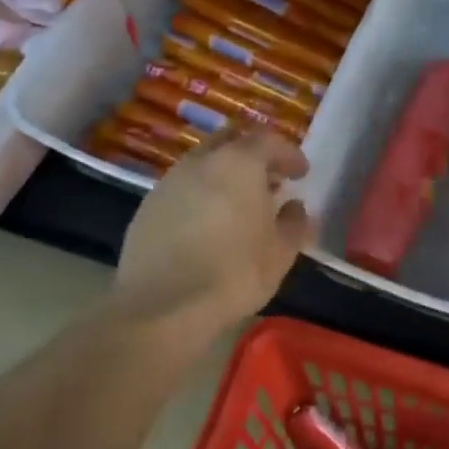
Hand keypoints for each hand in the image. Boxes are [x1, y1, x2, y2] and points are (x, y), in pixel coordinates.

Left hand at [117, 127, 313, 332]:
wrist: (163, 306)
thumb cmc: (234, 273)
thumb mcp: (281, 253)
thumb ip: (294, 223)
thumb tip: (294, 207)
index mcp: (238, 164)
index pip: (268, 141)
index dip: (288, 154)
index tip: (301, 173)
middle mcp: (200, 162)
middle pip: (230, 141)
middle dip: (253, 154)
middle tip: (270, 179)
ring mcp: (168, 183)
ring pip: (202, 163)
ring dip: (224, 174)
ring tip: (240, 204)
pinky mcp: (146, 208)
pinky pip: (182, 188)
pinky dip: (201, 195)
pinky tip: (208, 224)